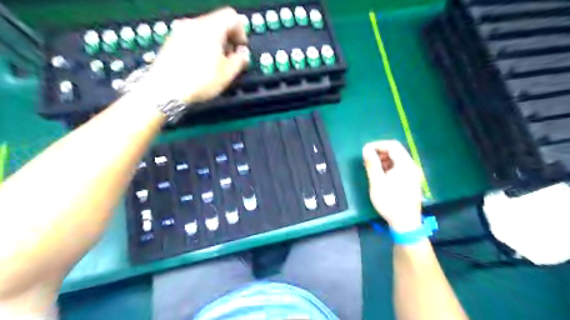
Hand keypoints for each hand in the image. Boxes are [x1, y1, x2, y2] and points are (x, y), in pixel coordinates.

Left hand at [141, 7, 247, 102]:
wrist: (166, 90)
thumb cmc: (199, 81)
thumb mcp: (227, 74)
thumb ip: (240, 60)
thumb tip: (243, 53)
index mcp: (211, 28)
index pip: (232, 17)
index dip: (241, 32)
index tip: (241, 48)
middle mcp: (194, 24)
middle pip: (217, 21)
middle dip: (228, 38)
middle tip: (230, 57)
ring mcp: (180, 31)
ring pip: (205, 29)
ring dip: (215, 42)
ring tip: (216, 63)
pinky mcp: (172, 40)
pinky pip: (192, 36)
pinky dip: (202, 45)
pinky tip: (201, 64)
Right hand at [365, 139, 422, 232]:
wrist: (406, 223)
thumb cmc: (390, 202)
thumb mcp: (377, 183)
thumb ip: (372, 164)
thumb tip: (366, 150)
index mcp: (405, 164)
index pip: (392, 145)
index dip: (377, 145)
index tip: (365, 150)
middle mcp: (412, 166)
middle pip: (396, 151)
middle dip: (380, 152)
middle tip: (367, 159)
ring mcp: (414, 174)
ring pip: (398, 159)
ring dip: (384, 160)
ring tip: (372, 167)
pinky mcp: (412, 181)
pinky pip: (400, 167)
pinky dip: (390, 167)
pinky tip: (382, 175)